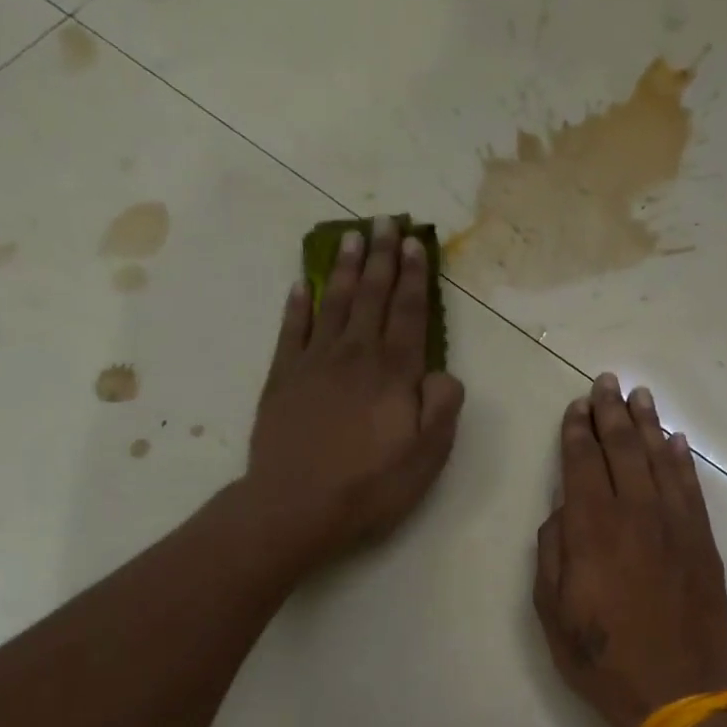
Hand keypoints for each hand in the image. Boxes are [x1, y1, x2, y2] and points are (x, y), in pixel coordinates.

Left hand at [246, 216, 465, 569]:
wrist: (297, 505)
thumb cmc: (370, 485)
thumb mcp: (427, 456)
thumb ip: (442, 407)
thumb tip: (443, 373)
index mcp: (394, 373)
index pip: (410, 314)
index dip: (414, 277)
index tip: (415, 243)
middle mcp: (355, 356)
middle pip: (372, 298)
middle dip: (382, 258)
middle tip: (385, 222)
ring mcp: (314, 363)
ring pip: (335, 304)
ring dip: (346, 269)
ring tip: (352, 237)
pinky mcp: (282, 378)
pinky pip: (292, 330)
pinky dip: (299, 304)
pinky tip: (303, 285)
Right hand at [533, 375, 726, 726]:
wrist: (676, 689)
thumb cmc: (602, 657)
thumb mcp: (551, 612)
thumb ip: (552, 553)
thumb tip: (562, 512)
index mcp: (592, 529)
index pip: (583, 463)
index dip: (577, 431)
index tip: (576, 406)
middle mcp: (635, 514)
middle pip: (623, 450)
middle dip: (611, 413)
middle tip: (606, 382)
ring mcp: (676, 525)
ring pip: (660, 460)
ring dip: (648, 425)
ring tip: (640, 396)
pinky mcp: (703, 542)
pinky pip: (691, 488)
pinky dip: (681, 461)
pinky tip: (675, 441)